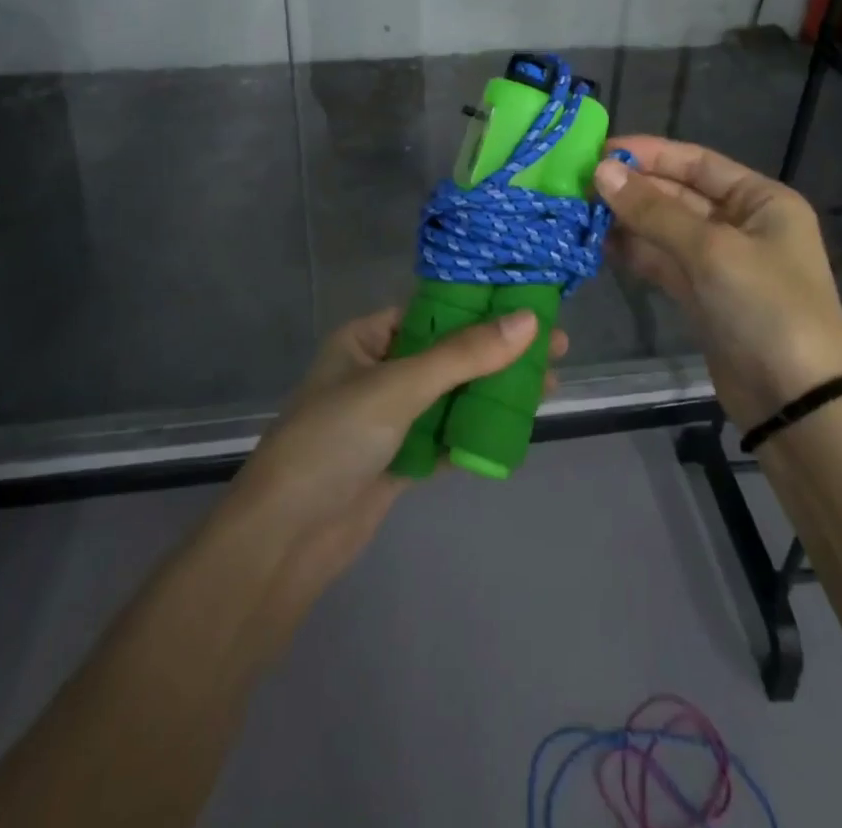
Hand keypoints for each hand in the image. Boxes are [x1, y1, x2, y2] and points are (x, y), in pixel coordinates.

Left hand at [230, 306, 567, 607]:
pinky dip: (479, 429)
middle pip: (450, 352)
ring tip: (550, 382)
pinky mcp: (400, 457)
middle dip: (499, 349)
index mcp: (366, 337)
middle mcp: (379, 370)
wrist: (285, 540)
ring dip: (496, 389)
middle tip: (556, 344)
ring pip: (453, 394)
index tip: (530, 300)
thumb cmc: (333, 440)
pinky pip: (448, 433)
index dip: (482, 303)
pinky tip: (518, 424)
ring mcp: (390, 417)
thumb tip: (529, 319)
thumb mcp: (399, 387)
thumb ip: (464, 355)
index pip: (433, 308)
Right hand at [595, 136, 841, 430]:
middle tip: (579, 185)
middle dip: (633, 189)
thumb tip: (601, 171)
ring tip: (580, 213)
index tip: (598, 151)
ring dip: (628, 221)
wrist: (795, 404)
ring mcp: (721, 262)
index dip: (649, 154)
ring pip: (666, 229)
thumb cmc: (766, 309)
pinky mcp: (702, 296)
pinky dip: (635, 253)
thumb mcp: (711, 251)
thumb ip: (654, 210)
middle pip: (678, 194)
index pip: (697, 162)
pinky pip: (663, 261)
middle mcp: (742, 224)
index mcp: (761, 200)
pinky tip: (599, 245)